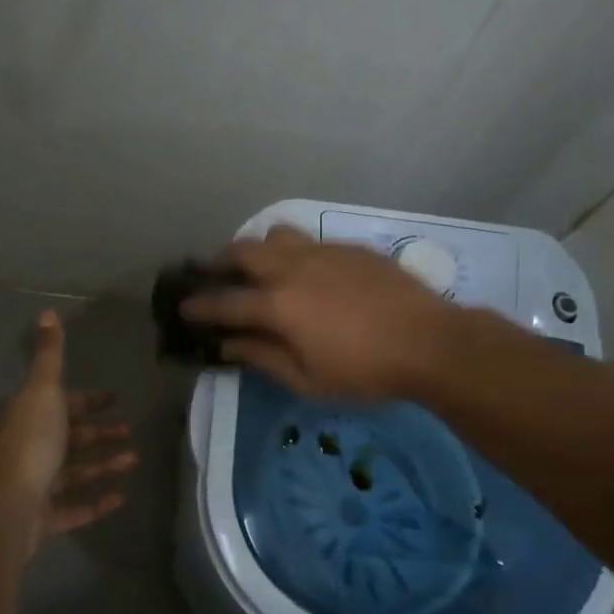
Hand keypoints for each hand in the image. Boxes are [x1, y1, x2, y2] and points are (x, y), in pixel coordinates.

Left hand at [0, 311, 136, 554]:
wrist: (9, 507)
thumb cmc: (31, 442)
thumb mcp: (44, 390)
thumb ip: (50, 353)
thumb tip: (47, 311)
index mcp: (33, 416)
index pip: (64, 403)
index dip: (88, 400)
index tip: (113, 398)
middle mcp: (34, 447)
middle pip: (72, 437)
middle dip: (100, 432)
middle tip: (131, 430)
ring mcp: (39, 485)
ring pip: (76, 472)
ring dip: (105, 464)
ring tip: (135, 460)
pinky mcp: (46, 518)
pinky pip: (76, 508)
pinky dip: (98, 502)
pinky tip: (122, 497)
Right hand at [179, 224, 463, 398]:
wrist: (430, 342)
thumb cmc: (364, 371)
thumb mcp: (307, 379)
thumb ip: (262, 357)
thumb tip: (228, 344)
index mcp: (277, 304)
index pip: (224, 301)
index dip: (199, 305)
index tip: (183, 307)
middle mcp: (291, 268)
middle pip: (242, 251)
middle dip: (221, 263)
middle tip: (216, 277)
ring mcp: (321, 252)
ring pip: (275, 234)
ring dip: (258, 249)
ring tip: (262, 268)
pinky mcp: (348, 248)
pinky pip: (309, 241)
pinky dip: (294, 253)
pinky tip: (309, 276)